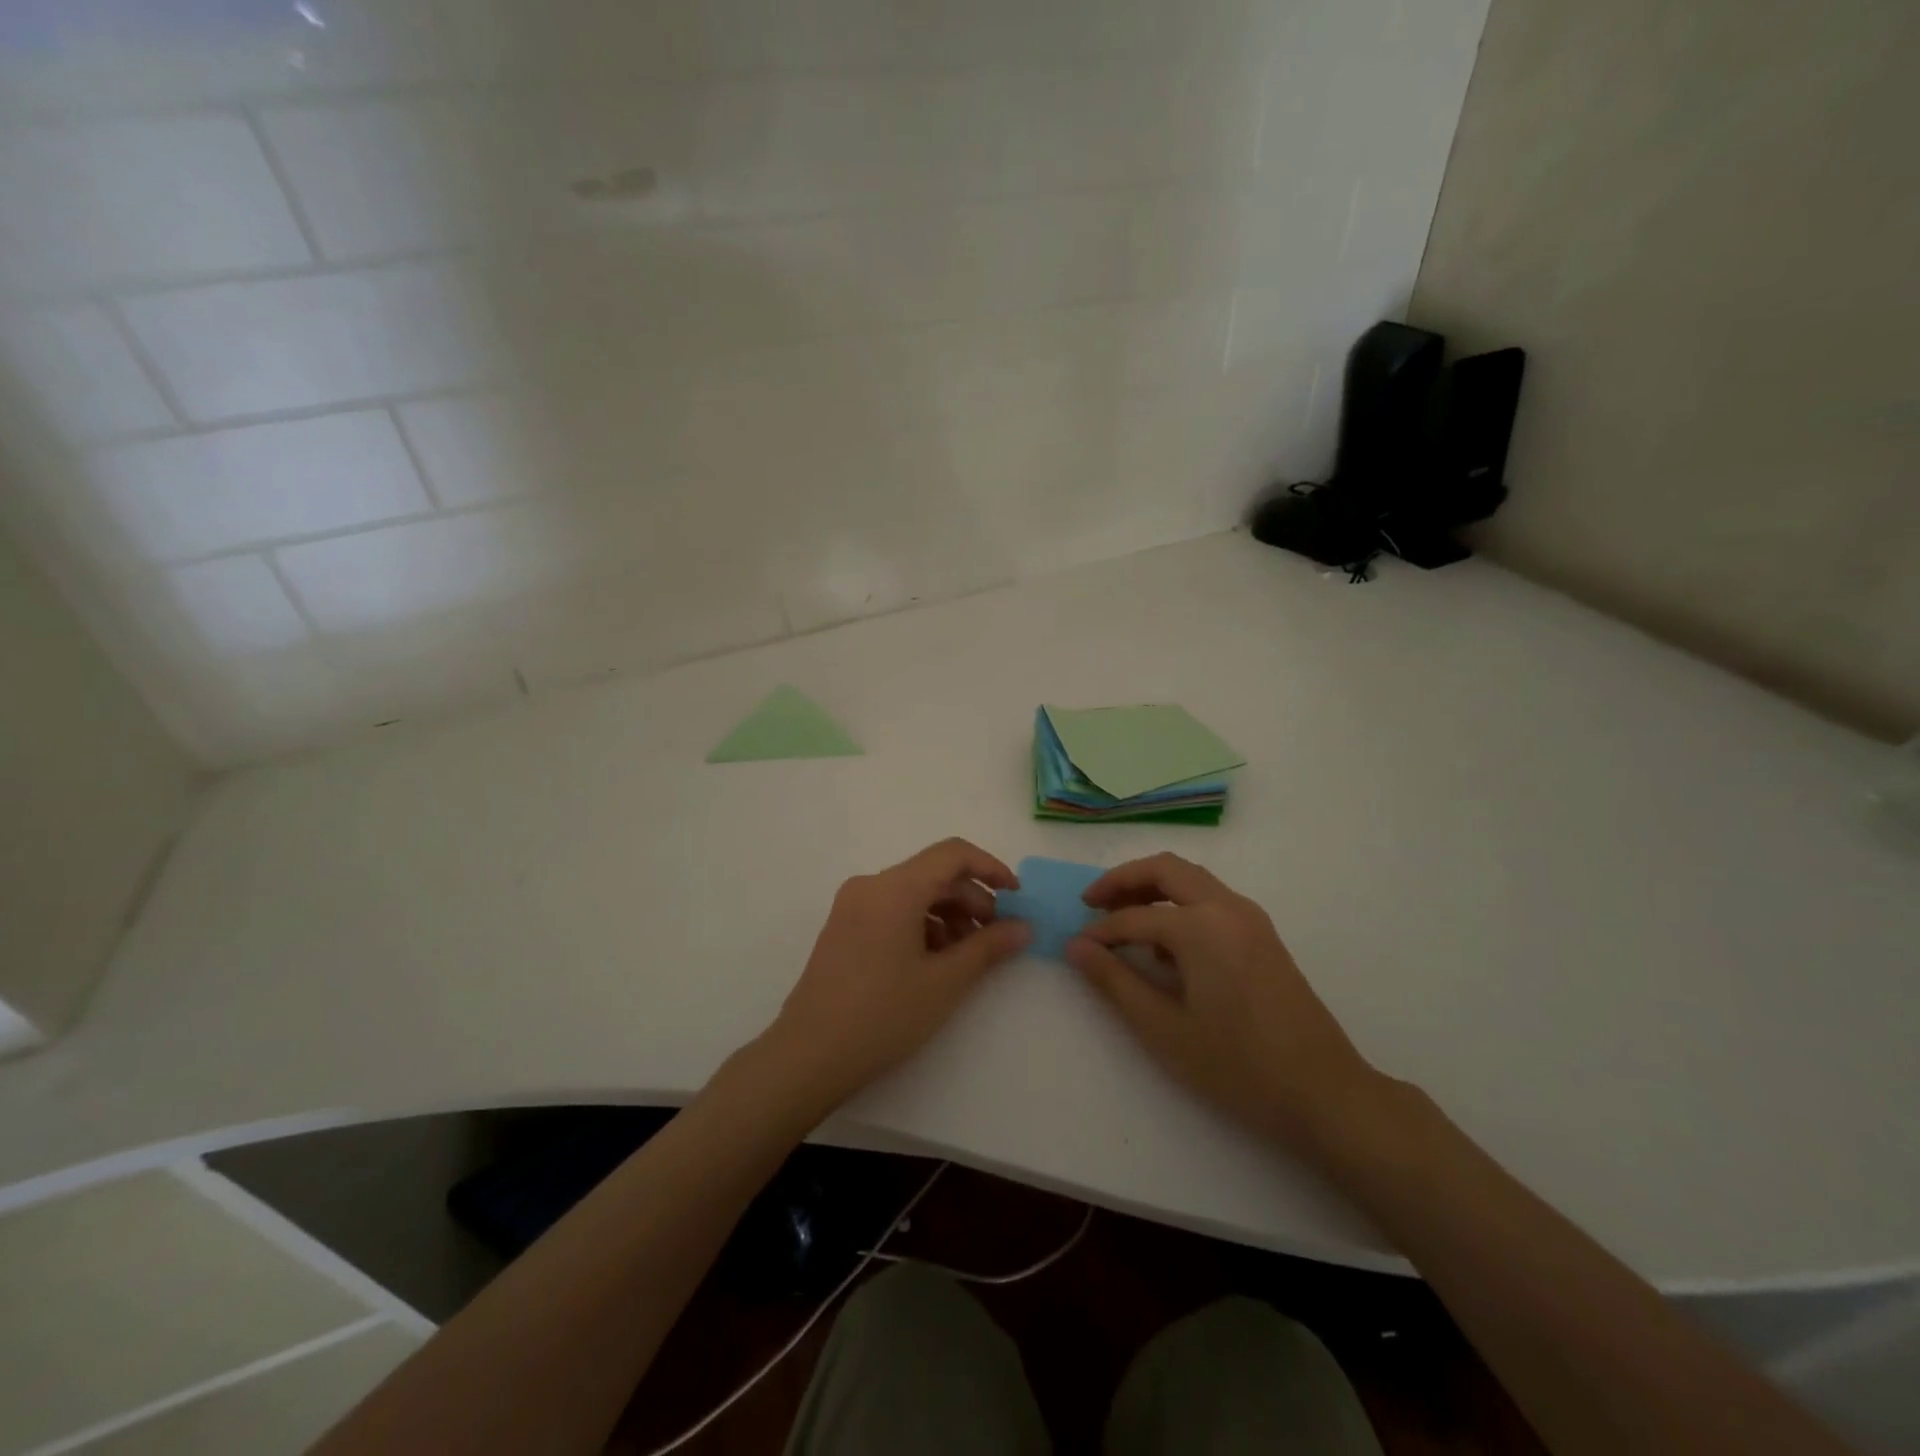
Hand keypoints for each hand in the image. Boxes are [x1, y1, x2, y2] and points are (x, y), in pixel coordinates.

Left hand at [764, 839, 1030, 1111]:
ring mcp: (852, 906)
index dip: (990, 868)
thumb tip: (1023, 927)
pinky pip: (893, 910)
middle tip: (996, 938)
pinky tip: (934, 963)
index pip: (952, 854)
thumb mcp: (945, 982)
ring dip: (948, 915)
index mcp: (894, 888)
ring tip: (967, 957)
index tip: (1017, 897)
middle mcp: (870, 886)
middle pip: (933, 874)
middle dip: (972, 899)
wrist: (808, 1056)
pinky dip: (922, 926)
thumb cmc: (883, 1015)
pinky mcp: (844, 928)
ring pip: (914, 894)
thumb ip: (988, 947)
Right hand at [1065, 853, 1380, 1149]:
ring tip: (1121, 917)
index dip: (1100, 932)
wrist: (1324, 1094)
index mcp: (1201, 927)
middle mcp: (1227, 908)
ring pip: (1191, 879)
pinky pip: (1211, 899)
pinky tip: (1166, 944)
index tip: (1076, 947)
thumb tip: (1076, 946)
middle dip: (1124, 880)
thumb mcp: (1164, 1029)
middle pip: (1166, 869)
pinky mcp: (1263, 935)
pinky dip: (1179, 903)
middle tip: (1092, 903)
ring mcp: (1251, 918)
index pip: (1134, 918)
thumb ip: (1115, 981)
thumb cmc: (1238, 1067)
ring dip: (1153, 887)